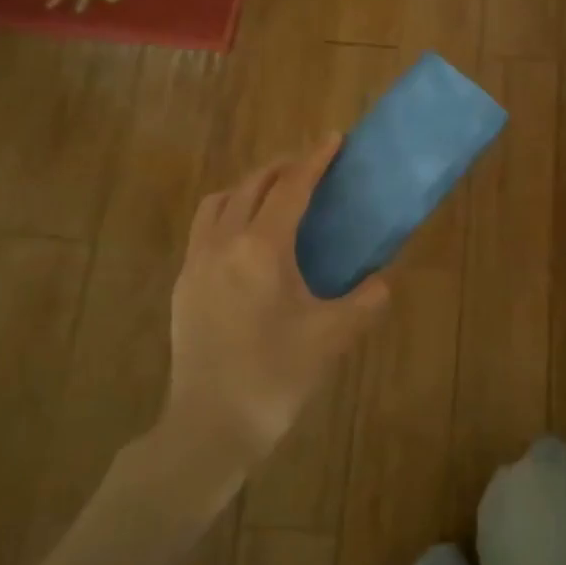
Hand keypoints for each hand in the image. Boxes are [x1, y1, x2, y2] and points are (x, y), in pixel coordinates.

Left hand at [157, 137, 389, 474]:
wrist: (211, 425)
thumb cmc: (276, 375)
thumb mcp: (333, 336)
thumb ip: (365, 300)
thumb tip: (381, 281)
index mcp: (261, 249)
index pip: (291, 188)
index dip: (314, 160)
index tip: (333, 138)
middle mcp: (223, 244)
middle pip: (251, 186)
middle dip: (282, 168)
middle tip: (310, 167)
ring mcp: (196, 264)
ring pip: (219, 203)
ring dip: (249, 188)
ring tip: (275, 197)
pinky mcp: (184, 286)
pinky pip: (205, 230)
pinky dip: (229, 214)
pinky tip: (248, 241)